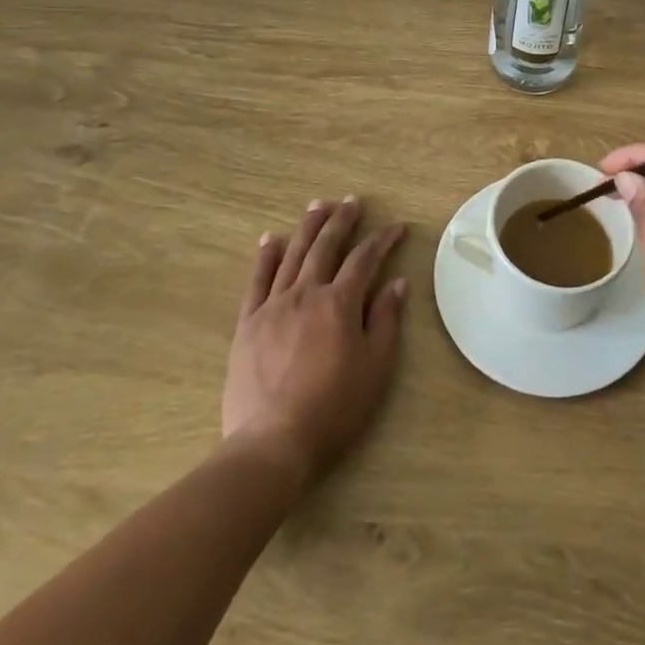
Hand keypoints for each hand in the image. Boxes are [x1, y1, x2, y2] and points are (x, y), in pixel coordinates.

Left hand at [222, 197, 407, 484]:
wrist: (272, 444)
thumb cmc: (333, 409)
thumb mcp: (374, 368)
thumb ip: (385, 321)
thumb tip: (397, 282)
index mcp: (340, 303)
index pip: (365, 259)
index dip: (383, 239)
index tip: (397, 226)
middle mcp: (306, 293)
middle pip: (326, 246)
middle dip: (342, 220)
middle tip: (352, 201)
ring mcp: (273, 306)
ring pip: (292, 254)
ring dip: (307, 227)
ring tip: (317, 205)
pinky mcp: (248, 323)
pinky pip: (257, 281)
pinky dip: (265, 256)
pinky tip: (270, 239)